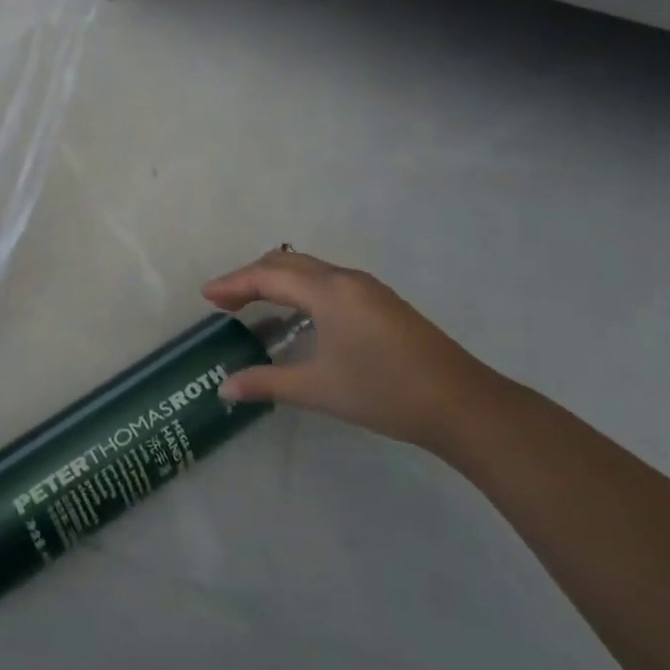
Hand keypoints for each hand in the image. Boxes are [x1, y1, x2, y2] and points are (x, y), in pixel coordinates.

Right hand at [203, 249, 499, 450]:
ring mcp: (367, 288)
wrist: (463, 405)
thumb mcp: (318, 389)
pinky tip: (298, 315)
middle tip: (224, 301)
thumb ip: (267, 383)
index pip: (267, 277)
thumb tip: (225, 389)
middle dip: (250, 277)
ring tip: (253, 304)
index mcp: (327, 291)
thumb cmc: (384, 392)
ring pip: (309, 269)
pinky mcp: (381, 302)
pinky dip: (299, 287)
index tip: (206, 296)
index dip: (233, 284)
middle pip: (285, 263)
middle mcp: (345, 279)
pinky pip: (326, 279)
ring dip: (276, 280)